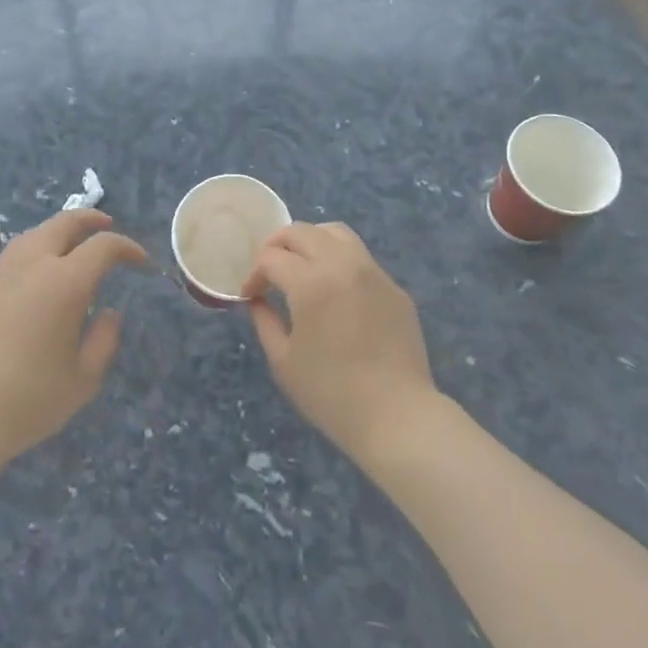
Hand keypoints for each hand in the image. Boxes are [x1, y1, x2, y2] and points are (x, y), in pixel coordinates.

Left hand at [0, 209, 146, 466]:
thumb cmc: (28, 400)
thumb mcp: (83, 379)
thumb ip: (104, 340)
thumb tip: (109, 313)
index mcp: (65, 282)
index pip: (104, 246)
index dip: (127, 247)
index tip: (139, 260)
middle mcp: (32, 265)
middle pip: (64, 223)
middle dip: (90, 219)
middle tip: (106, 225)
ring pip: (33, 235)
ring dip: (57, 233)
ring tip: (69, 248)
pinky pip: (9, 260)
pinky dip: (31, 258)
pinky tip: (32, 282)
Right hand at [246, 222, 440, 463]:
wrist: (397, 415)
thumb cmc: (331, 394)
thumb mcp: (283, 361)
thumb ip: (264, 321)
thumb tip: (257, 299)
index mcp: (311, 282)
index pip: (271, 258)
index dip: (254, 274)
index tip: (250, 295)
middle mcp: (342, 264)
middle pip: (301, 231)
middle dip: (277, 245)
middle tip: (269, 270)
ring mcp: (372, 272)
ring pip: (335, 232)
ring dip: (311, 241)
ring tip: (302, 266)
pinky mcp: (393, 286)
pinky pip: (360, 257)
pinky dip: (339, 260)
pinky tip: (335, 290)